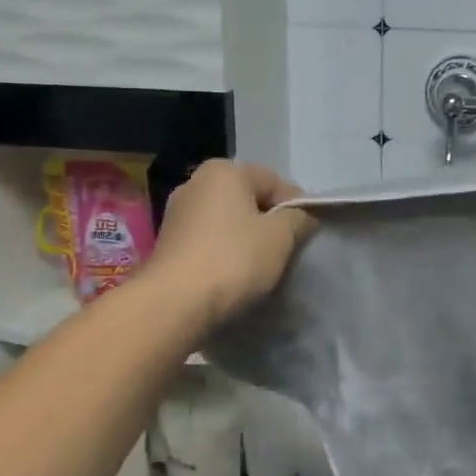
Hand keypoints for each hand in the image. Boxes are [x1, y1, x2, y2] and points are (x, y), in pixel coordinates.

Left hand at [145, 161, 314, 330]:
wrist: (174, 304)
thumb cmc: (234, 259)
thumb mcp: (281, 236)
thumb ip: (299, 218)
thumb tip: (302, 217)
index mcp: (224, 171)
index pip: (275, 182)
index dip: (297, 207)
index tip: (308, 234)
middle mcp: (195, 183)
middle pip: (249, 199)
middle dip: (270, 222)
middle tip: (288, 251)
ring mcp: (177, 214)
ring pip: (228, 221)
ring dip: (247, 239)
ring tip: (263, 267)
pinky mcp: (168, 244)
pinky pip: (209, 240)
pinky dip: (225, 252)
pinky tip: (235, 275)